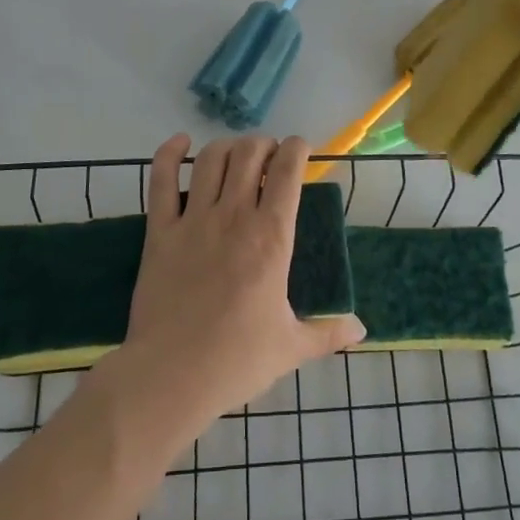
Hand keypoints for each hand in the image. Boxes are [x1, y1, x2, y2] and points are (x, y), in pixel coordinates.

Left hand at [107, 134, 365, 439]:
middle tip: (269, 157)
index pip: (288, 172)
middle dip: (263, 144)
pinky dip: (169, 154)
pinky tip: (180, 143)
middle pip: (249, 154)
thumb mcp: (291, 347)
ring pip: (210, 159)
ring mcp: (193, 220)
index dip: (297, 149)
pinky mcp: (159, 231)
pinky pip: (160, 180)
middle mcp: (234, 216)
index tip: (300, 149)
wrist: (171, 376)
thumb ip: (328, 333)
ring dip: (227, 146)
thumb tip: (361, 329)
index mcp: (271, 238)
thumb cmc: (237, 360)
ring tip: (236, 154)